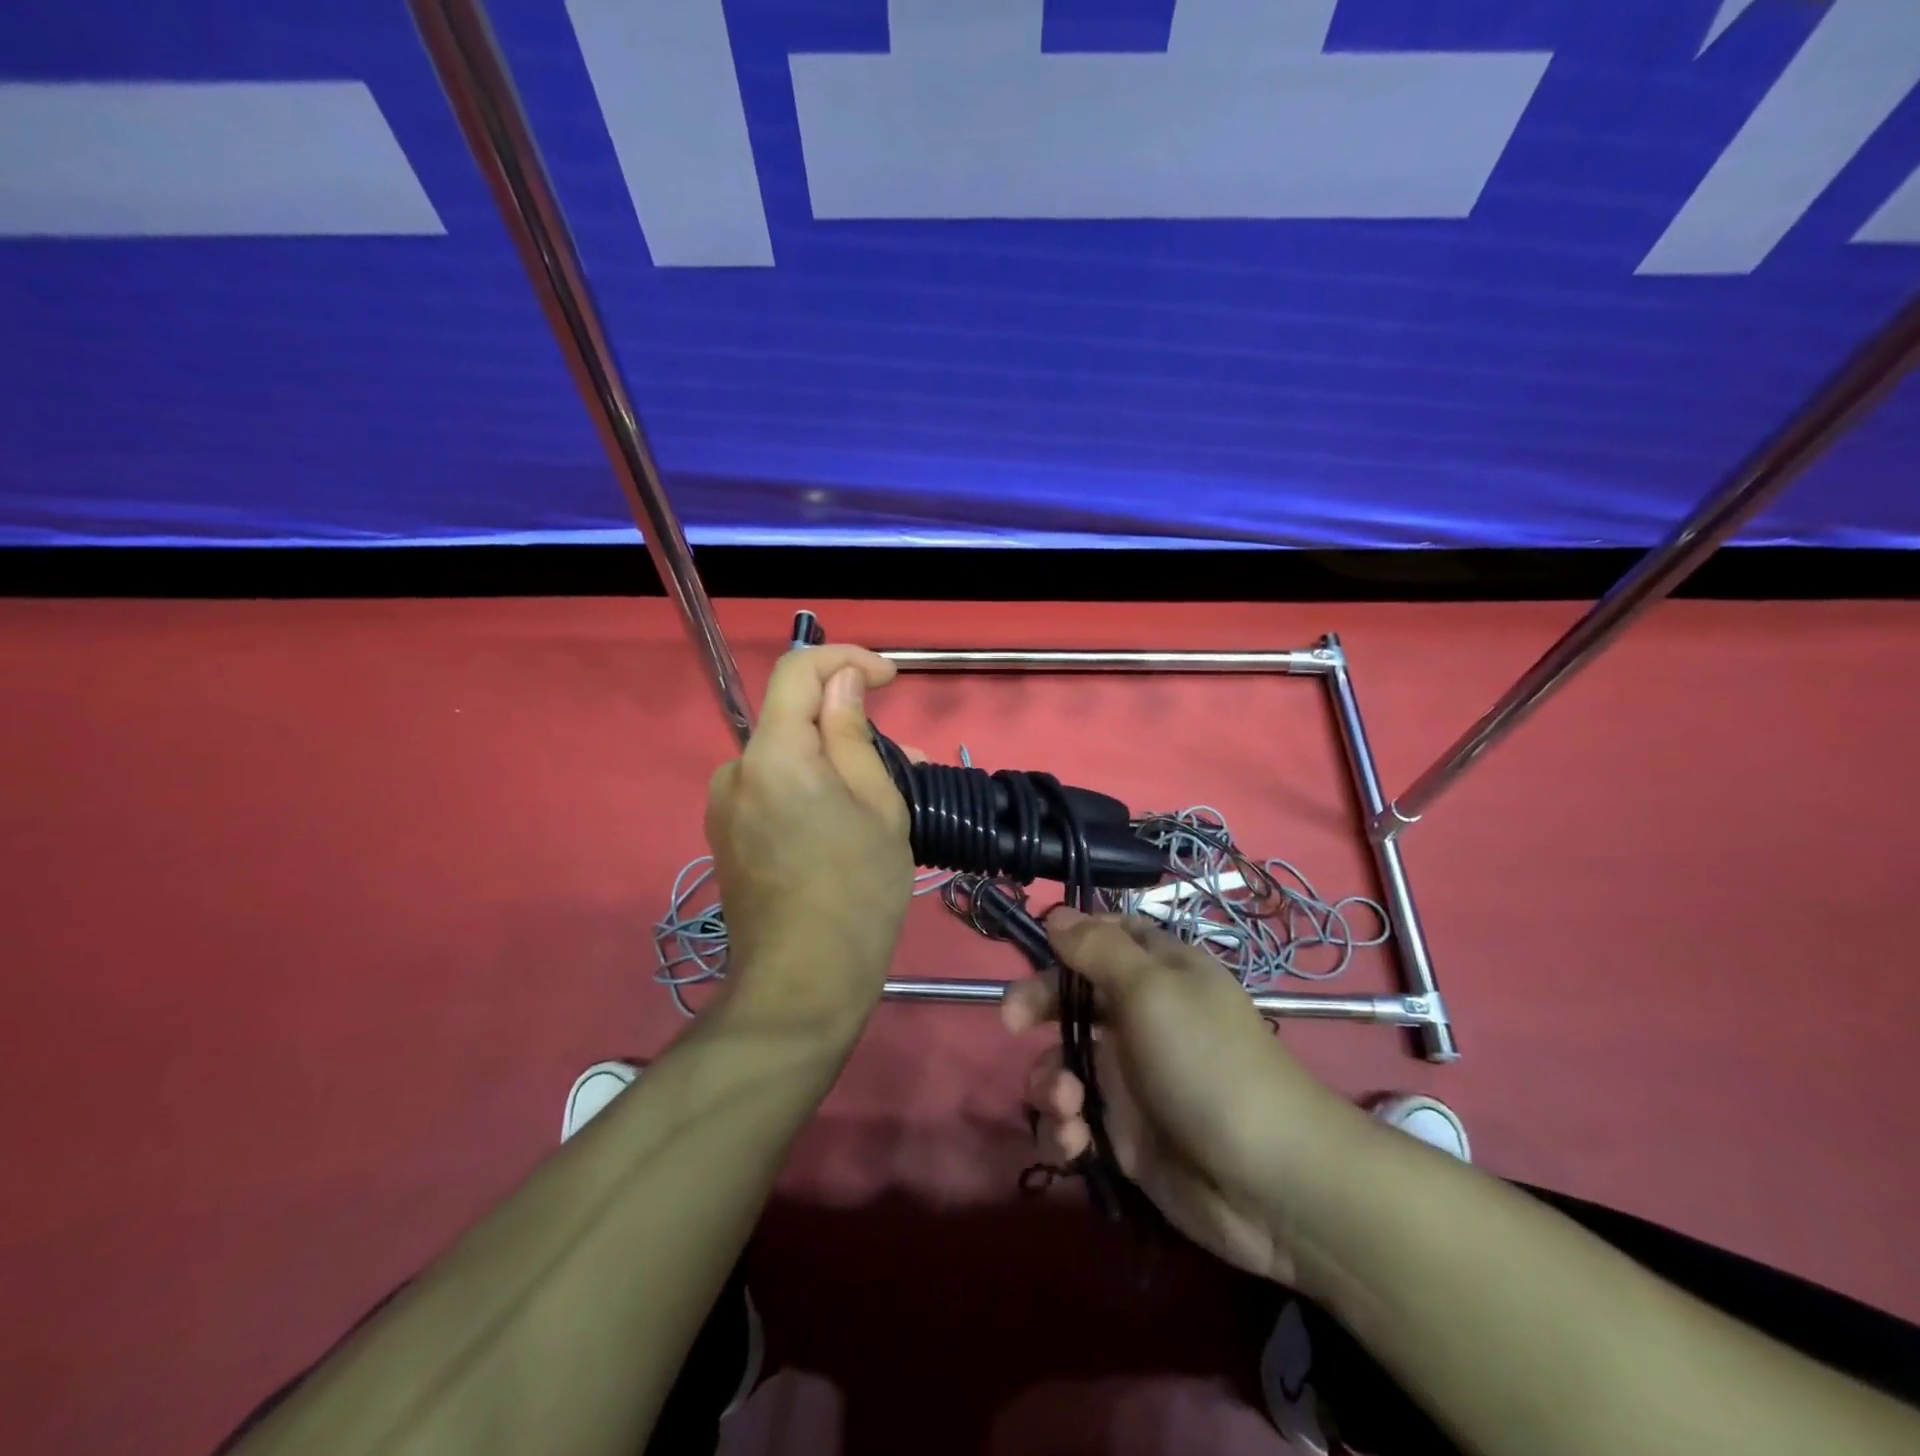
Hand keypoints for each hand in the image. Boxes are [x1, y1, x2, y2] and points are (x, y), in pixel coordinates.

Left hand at [704, 645, 914, 1033]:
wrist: (803, 983)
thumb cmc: (857, 892)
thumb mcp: (877, 804)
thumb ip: (853, 732)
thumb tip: (842, 680)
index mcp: (773, 754)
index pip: (798, 670)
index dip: (846, 660)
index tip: (889, 678)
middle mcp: (736, 770)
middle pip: (791, 717)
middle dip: (846, 722)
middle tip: (905, 755)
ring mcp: (725, 806)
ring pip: (786, 757)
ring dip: (833, 760)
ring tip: (885, 796)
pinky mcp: (727, 836)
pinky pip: (773, 789)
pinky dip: (811, 788)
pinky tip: (846, 821)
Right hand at [1004, 910, 1370, 1283]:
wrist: (1268, 1182)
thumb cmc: (1206, 1062)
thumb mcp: (1151, 989)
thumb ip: (1097, 949)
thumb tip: (1055, 913)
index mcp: (1157, 972)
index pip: (1105, 937)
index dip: (1068, 939)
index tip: (1034, 949)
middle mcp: (1141, 1018)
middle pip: (1072, 997)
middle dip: (1037, 1006)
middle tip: (1010, 1021)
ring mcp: (1130, 1077)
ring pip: (1064, 1061)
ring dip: (1050, 1081)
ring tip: (1066, 1105)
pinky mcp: (1123, 1133)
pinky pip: (1073, 1119)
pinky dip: (1064, 1128)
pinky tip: (1074, 1142)